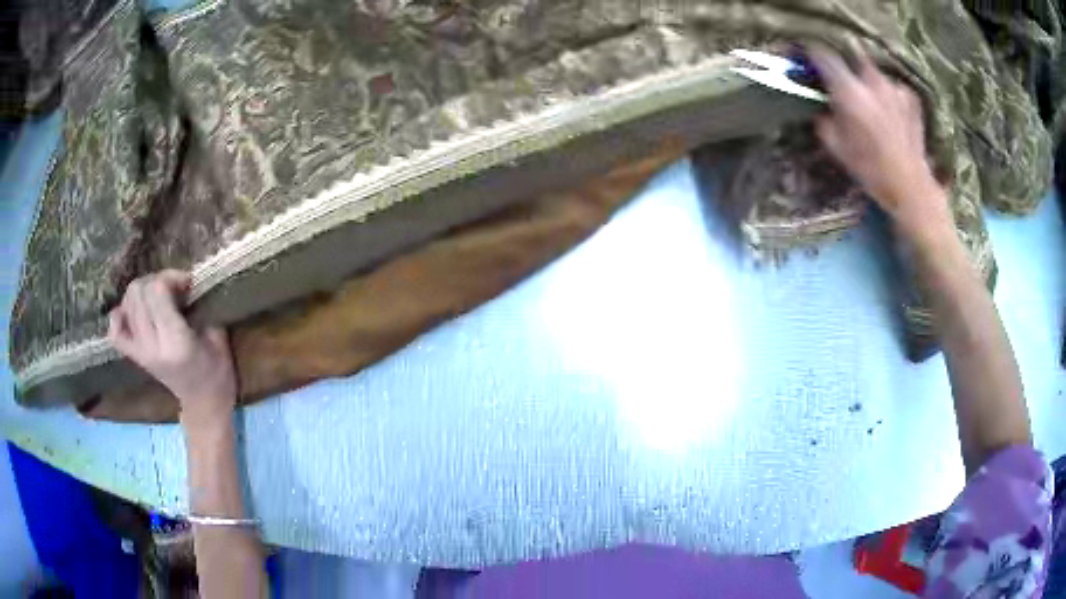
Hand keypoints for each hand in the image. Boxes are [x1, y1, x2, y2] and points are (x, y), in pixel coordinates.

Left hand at [108, 270, 236, 424]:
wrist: (204, 406)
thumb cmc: (217, 372)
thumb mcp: (217, 337)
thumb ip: (200, 308)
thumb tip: (189, 284)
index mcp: (175, 342)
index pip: (158, 291)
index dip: (171, 276)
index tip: (188, 282)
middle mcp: (152, 345)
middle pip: (138, 292)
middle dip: (156, 280)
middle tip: (173, 288)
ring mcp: (140, 352)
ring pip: (127, 303)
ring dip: (142, 292)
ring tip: (158, 298)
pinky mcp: (135, 357)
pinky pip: (115, 332)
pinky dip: (120, 316)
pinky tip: (132, 312)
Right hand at [810, 48, 953, 242]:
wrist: (911, 186)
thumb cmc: (871, 170)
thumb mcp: (837, 148)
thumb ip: (824, 120)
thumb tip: (823, 108)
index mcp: (849, 91)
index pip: (823, 57)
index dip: (811, 54)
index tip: (806, 58)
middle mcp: (871, 81)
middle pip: (851, 55)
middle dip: (844, 63)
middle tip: (842, 78)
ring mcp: (893, 87)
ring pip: (873, 72)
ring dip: (867, 80)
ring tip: (869, 98)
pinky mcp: (910, 98)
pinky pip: (893, 87)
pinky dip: (888, 94)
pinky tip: (889, 111)